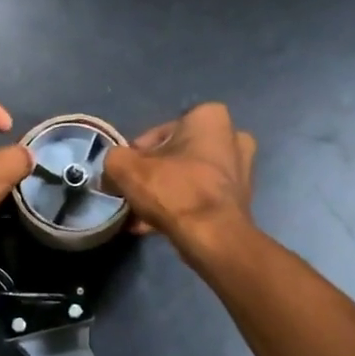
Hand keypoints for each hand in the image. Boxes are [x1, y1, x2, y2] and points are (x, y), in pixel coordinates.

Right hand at [103, 103, 255, 247]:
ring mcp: (241, 170)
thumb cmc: (174, 190)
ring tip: (140, 214)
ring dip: (165, 193)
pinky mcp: (240, 200)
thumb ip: (114, 159)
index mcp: (209, 117)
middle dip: (154, 174)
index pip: (160, 133)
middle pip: (176, 155)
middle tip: (133, 192)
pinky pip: (200, 197)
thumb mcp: (126, 168)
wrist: (213, 237)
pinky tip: (154, 226)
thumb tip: (113, 167)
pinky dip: (180, 207)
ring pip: (189, 178)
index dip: (136, 154)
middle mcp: (233, 137)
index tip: (124, 174)